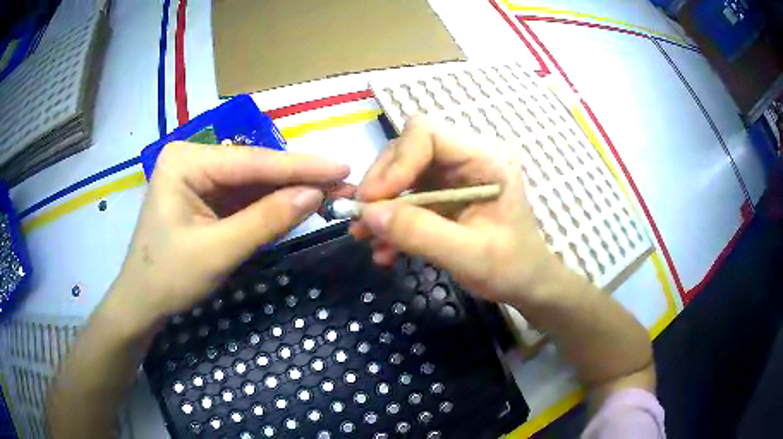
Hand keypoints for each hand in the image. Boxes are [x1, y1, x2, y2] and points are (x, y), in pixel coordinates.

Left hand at [106, 142, 350, 333]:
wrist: (142, 303)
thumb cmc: (168, 277)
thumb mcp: (218, 251)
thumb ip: (266, 220)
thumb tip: (315, 195)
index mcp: (185, 161)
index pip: (249, 161)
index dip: (299, 166)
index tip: (342, 166)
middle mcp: (193, 159)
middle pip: (252, 168)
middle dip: (296, 179)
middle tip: (342, 183)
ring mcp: (199, 177)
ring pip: (252, 182)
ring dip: (288, 191)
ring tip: (329, 193)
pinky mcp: (205, 197)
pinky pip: (243, 197)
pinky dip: (270, 205)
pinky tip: (297, 204)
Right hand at [351, 116, 565, 304]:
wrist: (526, 282)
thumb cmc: (511, 267)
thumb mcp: (468, 255)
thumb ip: (420, 233)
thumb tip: (369, 215)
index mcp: (485, 159)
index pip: (427, 133)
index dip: (396, 162)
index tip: (375, 201)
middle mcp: (466, 158)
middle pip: (406, 149)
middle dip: (380, 186)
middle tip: (362, 222)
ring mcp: (452, 176)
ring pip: (400, 173)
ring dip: (380, 206)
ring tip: (366, 239)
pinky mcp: (442, 194)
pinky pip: (405, 197)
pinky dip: (390, 221)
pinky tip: (385, 250)